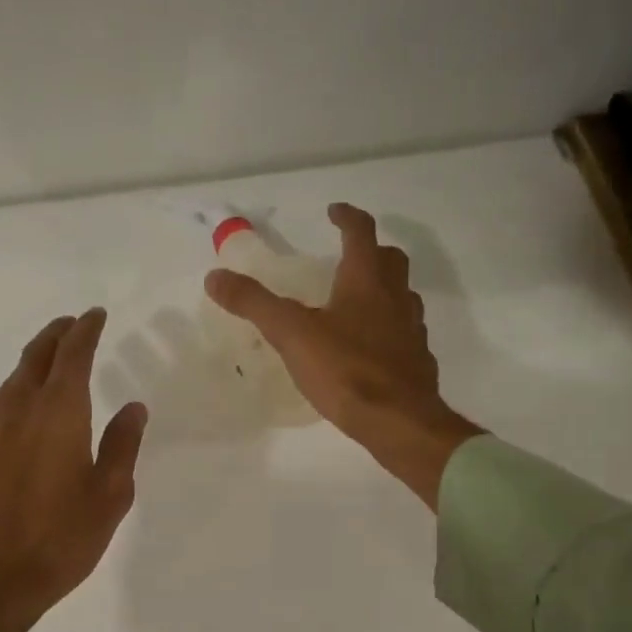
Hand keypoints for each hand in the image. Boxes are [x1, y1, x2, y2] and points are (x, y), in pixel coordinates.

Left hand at [0, 310, 147, 631]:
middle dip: (57, 334)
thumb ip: (122, 446)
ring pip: (14, 377)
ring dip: (36, 358)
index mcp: (58, 412)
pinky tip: (25, 404)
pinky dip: (18, 386)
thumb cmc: (58, 540)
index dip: (86, 330)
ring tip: (54, 357)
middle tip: (74, 324)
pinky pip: (0, 401)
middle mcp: (19, 408)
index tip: (96, 315)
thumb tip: (133, 407)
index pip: (73, 354)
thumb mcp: (108, 496)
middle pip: (37, 355)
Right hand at [205, 202, 481, 507]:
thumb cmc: (345, 370)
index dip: (347, 217)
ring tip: (358, 300)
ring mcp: (412, 330)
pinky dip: (389, 327)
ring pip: (402, 296)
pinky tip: (371, 347)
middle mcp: (395, 298)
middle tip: (348, 254)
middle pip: (391, 260)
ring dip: (384, 288)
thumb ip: (254, 303)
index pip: (361, 233)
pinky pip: (405, 332)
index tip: (333, 211)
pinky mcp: (417, 361)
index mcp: (367, 281)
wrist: (398, 421)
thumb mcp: (291, 334)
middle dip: (371, 250)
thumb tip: (215, 277)